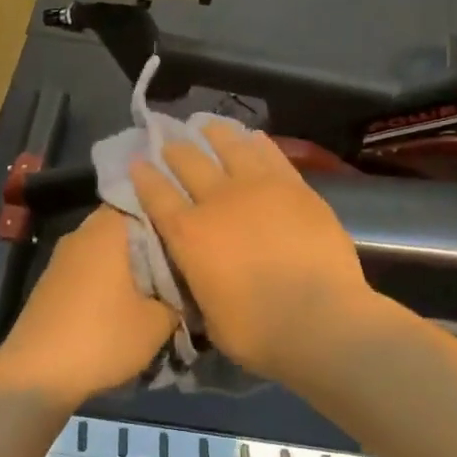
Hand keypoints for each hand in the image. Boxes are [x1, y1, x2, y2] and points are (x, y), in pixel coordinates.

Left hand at [0, 208, 176, 407]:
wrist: (35, 376)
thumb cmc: (103, 336)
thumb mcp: (159, 323)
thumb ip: (180, 299)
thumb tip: (186, 291)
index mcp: (108, 228)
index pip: (144, 202)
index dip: (170, 215)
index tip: (192, 234)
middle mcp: (82, 234)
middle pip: (126, 228)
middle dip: (153, 245)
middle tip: (182, 265)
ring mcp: (62, 259)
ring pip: (107, 251)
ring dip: (130, 267)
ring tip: (159, 290)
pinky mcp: (51, 285)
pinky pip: (90, 271)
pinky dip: (109, 283)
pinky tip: (126, 307)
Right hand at [129, 127, 374, 380]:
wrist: (320, 319)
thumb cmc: (258, 331)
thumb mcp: (209, 314)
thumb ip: (199, 281)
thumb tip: (200, 270)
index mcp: (189, 235)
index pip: (156, 196)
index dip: (144, 177)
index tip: (137, 162)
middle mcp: (218, 200)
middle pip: (189, 162)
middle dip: (175, 150)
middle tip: (169, 142)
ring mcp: (259, 187)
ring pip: (230, 146)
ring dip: (214, 134)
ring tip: (207, 125)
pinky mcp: (294, 186)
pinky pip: (270, 155)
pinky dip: (257, 143)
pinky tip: (252, 137)